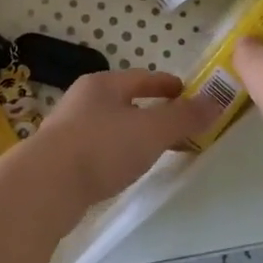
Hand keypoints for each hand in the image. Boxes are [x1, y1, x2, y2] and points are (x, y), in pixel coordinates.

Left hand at [0, 70, 222, 224]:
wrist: (45, 185)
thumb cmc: (101, 147)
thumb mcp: (151, 130)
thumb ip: (184, 117)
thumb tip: (216, 101)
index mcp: (103, 85)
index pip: (142, 77)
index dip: (167, 85)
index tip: (187, 93)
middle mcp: (82, 100)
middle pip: (125, 101)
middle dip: (152, 112)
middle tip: (179, 126)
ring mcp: (68, 130)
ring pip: (111, 126)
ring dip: (134, 135)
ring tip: (156, 151)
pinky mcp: (60, 159)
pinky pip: (99, 149)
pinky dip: (118, 154)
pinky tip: (124, 170)